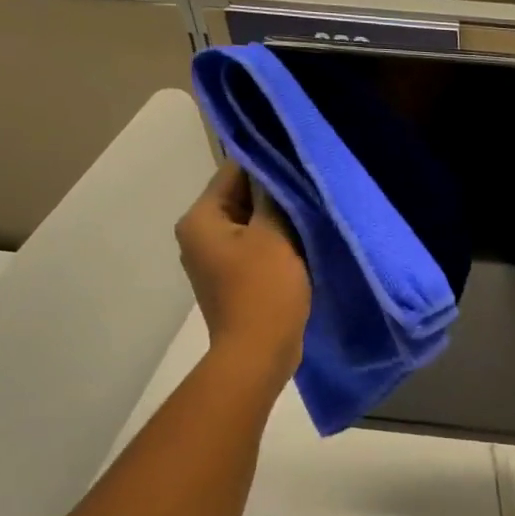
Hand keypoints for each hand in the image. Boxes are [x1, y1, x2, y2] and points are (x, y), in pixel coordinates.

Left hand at [176, 161, 311, 387]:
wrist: (259, 353)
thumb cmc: (264, 289)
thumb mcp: (274, 234)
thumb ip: (273, 195)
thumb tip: (275, 165)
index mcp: (201, 219)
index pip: (234, 171)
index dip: (270, 163)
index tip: (303, 162)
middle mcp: (200, 235)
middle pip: (241, 197)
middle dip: (276, 193)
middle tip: (314, 187)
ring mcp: (215, 259)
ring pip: (252, 223)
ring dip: (279, 219)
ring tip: (313, 213)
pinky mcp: (233, 279)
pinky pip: (256, 247)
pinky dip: (277, 242)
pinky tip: (304, 243)